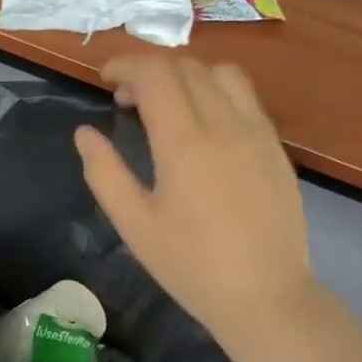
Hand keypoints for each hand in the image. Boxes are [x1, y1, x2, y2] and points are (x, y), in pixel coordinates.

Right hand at [75, 57, 312, 338]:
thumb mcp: (135, 225)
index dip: (125, 65)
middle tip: (127, 100)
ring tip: (170, 105)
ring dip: (188, 75)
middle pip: (186, 66)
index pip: (155, 74)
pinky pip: (246, 98)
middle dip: (150, 71)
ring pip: (222, 74)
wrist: (266, 295)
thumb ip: (105, 173)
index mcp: (184, 142)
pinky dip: (216, 92)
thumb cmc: (192, 266)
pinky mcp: (276, 147)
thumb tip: (85, 133)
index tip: (105, 80)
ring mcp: (257, 132)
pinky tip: (205, 127)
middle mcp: (225, 123)